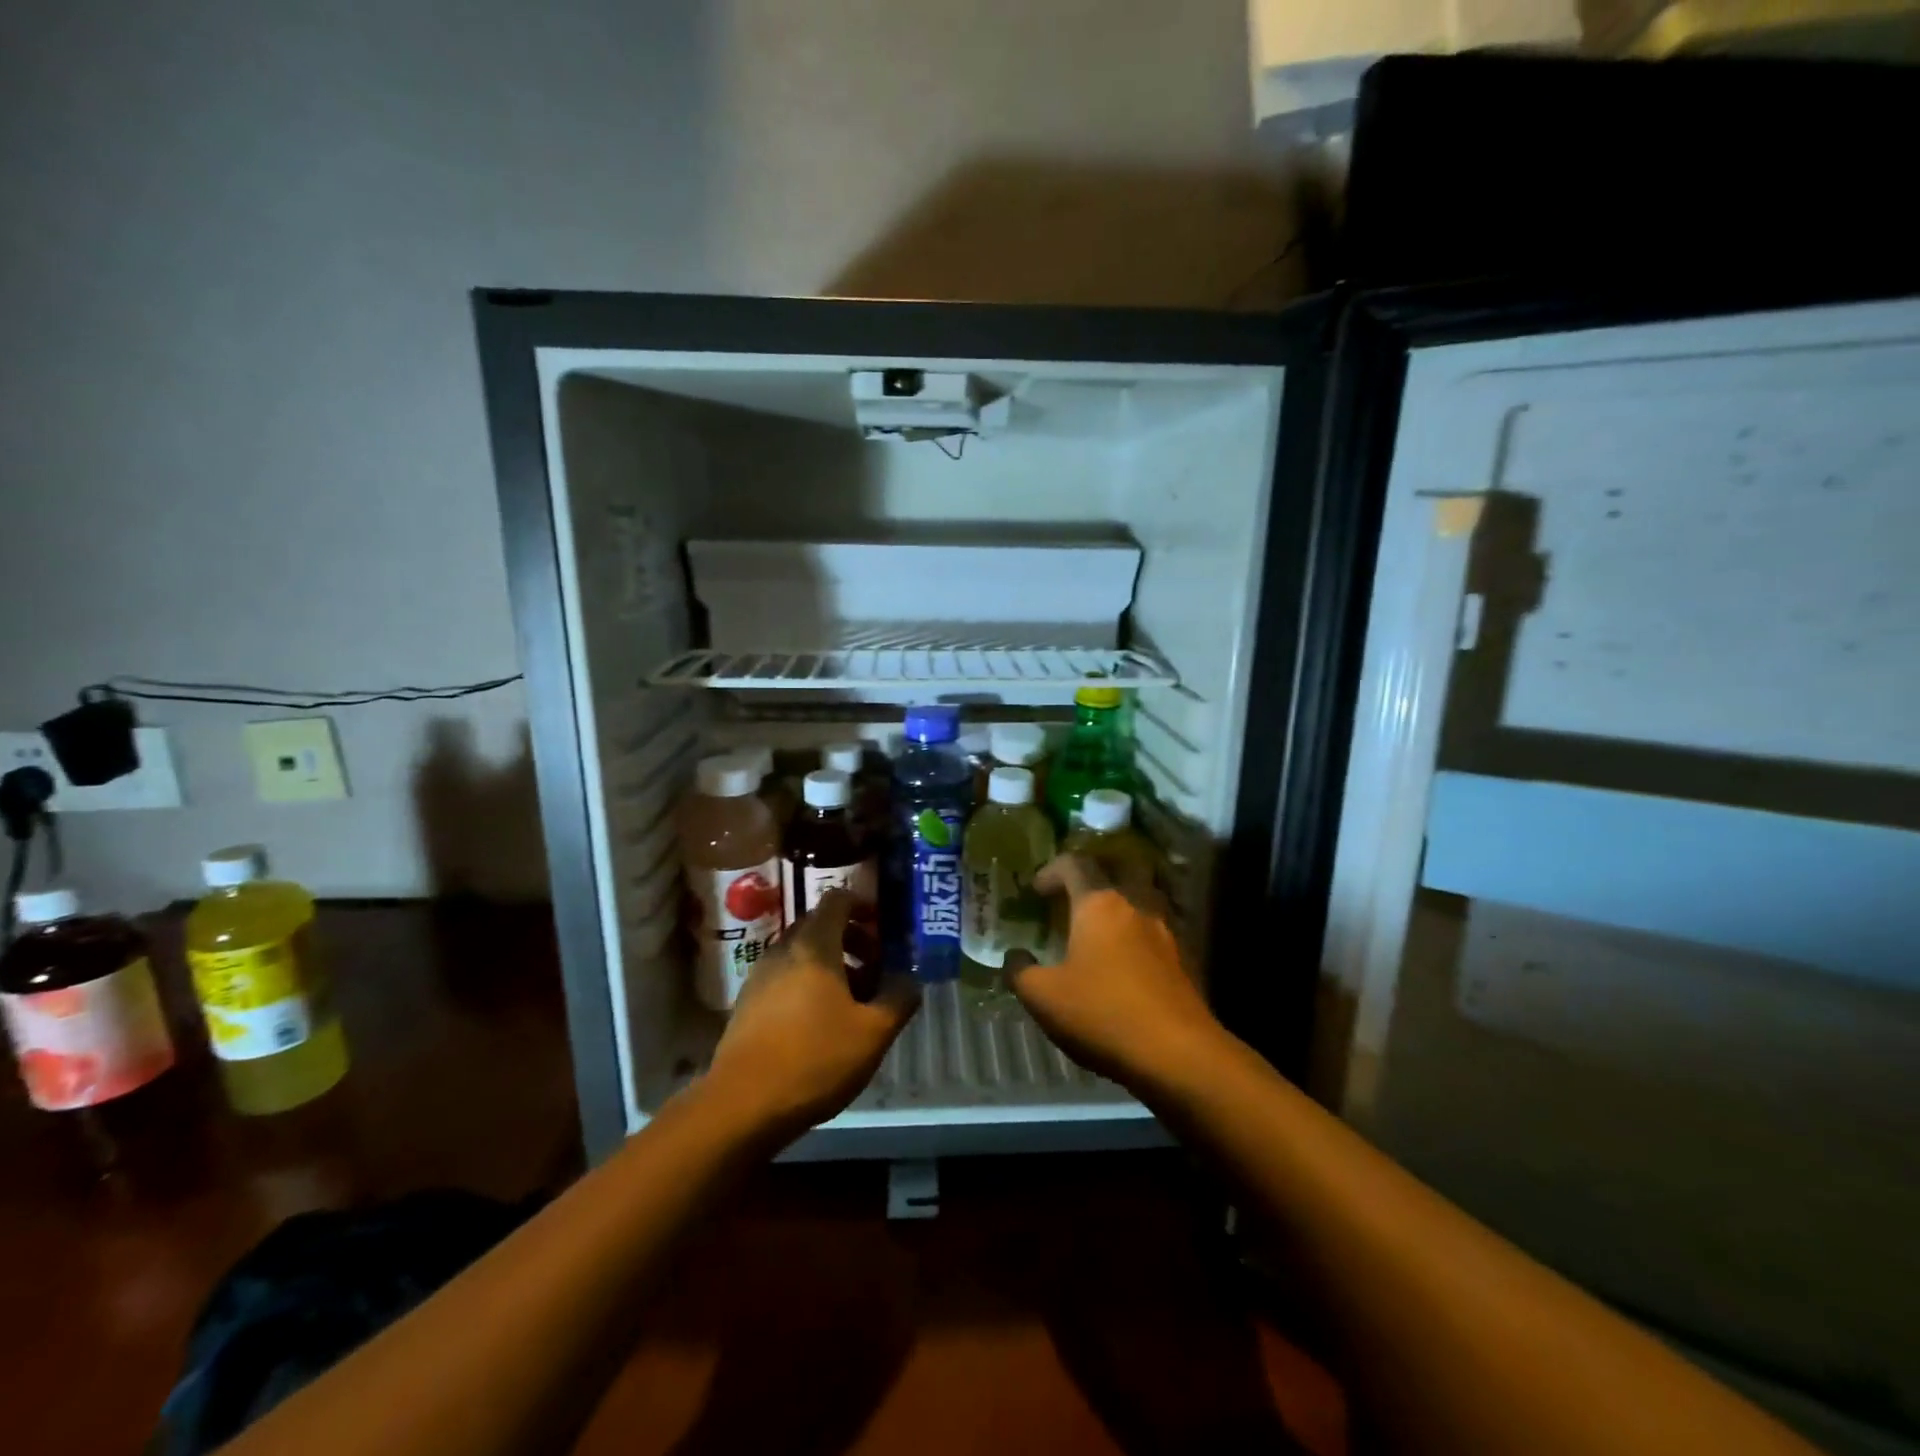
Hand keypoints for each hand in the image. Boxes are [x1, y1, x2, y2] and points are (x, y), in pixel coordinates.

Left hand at [703, 889, 918, 1140]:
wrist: (742, 1105)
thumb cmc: (815, 1059)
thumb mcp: (873, 1033)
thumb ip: (899, 999)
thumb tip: (910, 980)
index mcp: (814, 945)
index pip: (837, 899)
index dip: (863, 905)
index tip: (884, 929)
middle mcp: (783, 950)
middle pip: (820, 926)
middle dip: (852, 940)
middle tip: (876, 970)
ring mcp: (760, 976)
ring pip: (802, 954)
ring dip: (831, 966)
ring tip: (853, 1003)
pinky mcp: (747, 1004)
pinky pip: (784, 978)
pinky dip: (808, 985)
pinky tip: (821, 1024)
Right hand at [1007, 854, 1222, 1092]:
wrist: (1178, 1054)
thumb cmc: (1102, 1014)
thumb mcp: (1043, 998)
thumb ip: (1020, 971)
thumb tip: (1015, 957)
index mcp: (1099, 903)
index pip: (1074, 864)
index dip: (1051, 871)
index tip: (1036, 891)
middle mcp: (1135, 905)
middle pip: (1115, 871)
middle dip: (1092, 879)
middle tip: (1072, 900)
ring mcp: (1164, 931)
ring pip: (1139, 901)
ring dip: (1117, 908)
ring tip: (1097, 933)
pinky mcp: (1183, 960)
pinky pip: (1152, 932)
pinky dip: (1135, 936)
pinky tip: (1124, 965)